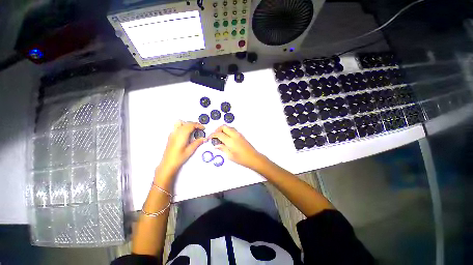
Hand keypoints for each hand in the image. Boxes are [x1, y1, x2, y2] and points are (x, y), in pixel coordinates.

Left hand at [157, 121, 206, 176]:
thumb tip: (204, 138)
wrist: (168, 164)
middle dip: (194, 124)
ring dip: (188, 124)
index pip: (191, 125)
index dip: (198, 125)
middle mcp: (176, 133)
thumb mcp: (190, 150)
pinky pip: (177, 127)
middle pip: (186, 123)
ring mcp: (172, 134)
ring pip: (180, 123)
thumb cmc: (178, 158)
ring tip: (193, 130)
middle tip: (200, 129)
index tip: (203, 128)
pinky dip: (183, 127)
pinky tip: (187, 134)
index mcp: (181, 135)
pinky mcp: (171, 136)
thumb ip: (198, 142)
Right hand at [209, 125, 263, 169]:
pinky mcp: (241, 135)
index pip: (219, 134)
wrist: (253, 158)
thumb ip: (222, 148)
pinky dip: (227, 131)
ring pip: (228, 127)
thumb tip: (216, 145)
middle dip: (217, 129)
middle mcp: (235, 135)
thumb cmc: (242, 159)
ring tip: (219, 137)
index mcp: (231, 141)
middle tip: (214, 136)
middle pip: (224, 127)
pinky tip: (226, 138)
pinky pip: (232, 130)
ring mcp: (239, 134)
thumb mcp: (230, 156)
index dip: (212, 135)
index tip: (209, 138)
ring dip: (222, 130)